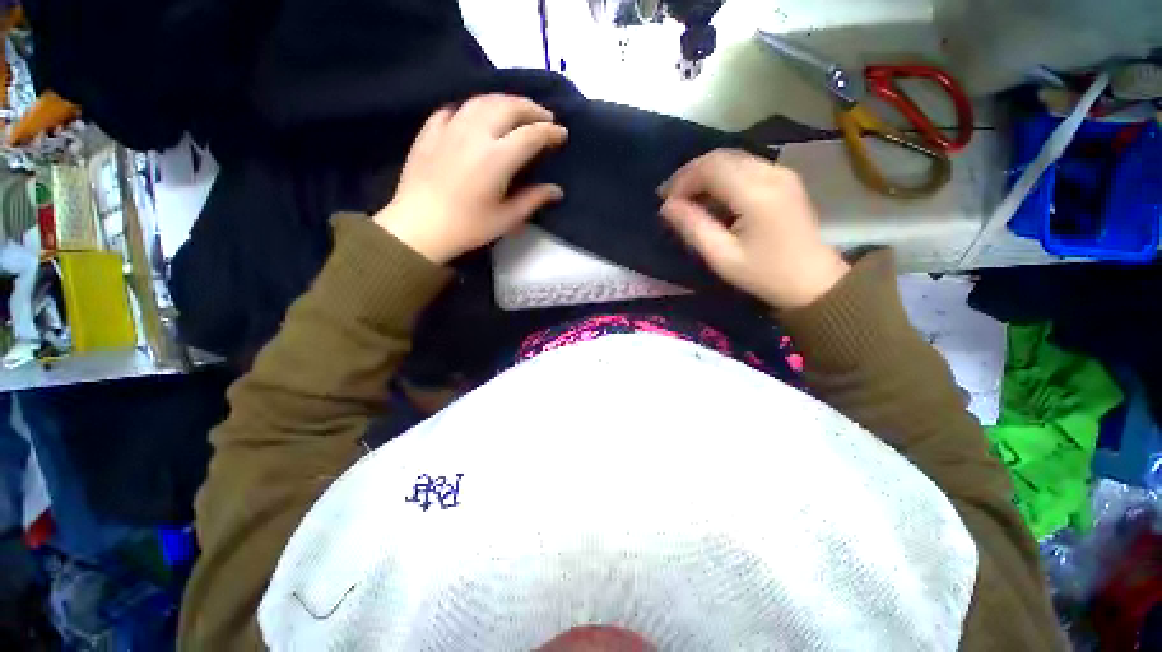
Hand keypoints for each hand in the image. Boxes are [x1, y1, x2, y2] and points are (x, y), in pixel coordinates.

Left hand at [373, 94, 567, 263]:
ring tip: (516, 110)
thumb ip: (533, 200)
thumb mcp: (506, 219)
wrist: (419, 228)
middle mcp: (475, 134)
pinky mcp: (430, 131)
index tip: (562, 134)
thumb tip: (556, 191)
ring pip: (481, 101)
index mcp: (497, 158)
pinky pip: (454, 110)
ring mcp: (449, 128)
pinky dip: (471, 109)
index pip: (531, 135)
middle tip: (544, 117)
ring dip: (504, 101)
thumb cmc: (468, 227)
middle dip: (531, 108)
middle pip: (508, 107)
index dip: (550, 132)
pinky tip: (476, 117)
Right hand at [659, 149, 849, 309]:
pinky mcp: (784, 180)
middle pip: (721, 157)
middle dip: (690, 174)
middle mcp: (770, 173)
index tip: (664, 202)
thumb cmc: (764, 274)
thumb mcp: (722, 256)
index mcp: (755, 192)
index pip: (710, 168)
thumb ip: (693, 227)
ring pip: (732, 159)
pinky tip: (711, 197)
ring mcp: (781, 173)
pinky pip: (745, 167)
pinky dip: (721, 177)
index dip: (682, 180)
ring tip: (685, 198)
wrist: (814, 282)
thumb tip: (667, 207)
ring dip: (704, 174)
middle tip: (669, 197)